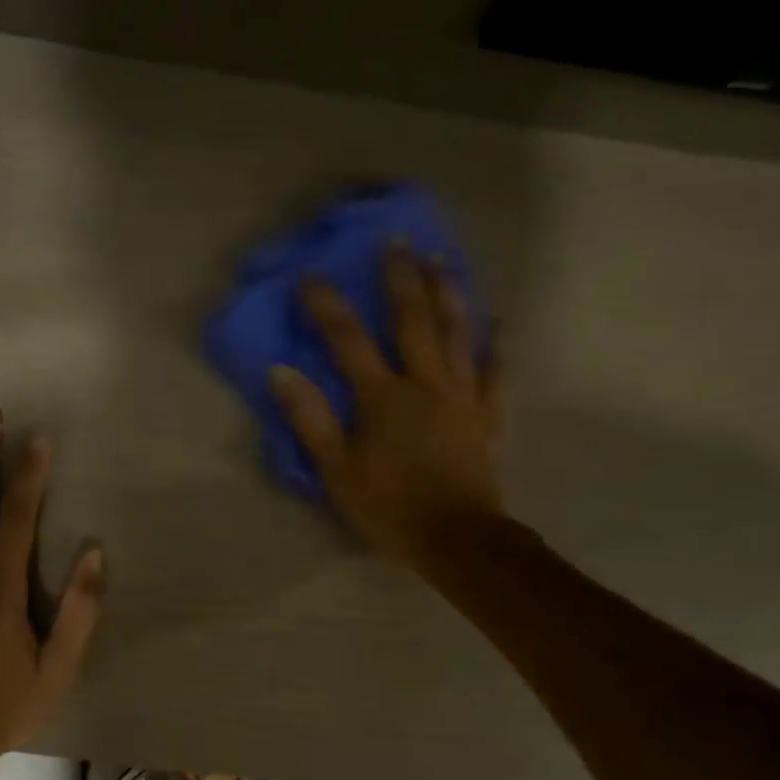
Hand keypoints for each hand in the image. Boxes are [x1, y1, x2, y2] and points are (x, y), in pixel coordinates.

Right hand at [268, 248, 505, 573]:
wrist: (455, 539)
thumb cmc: (389, 507)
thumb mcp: (337, 470)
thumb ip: (310, 419)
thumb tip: (281, 372)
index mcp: (383, 397)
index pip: (348, 340)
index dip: (327, 306)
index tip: (310, 276)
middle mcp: (426, 383)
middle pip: (414, 320)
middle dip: (402, 278)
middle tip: (398, 240)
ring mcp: (462, 396)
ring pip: (459, 334)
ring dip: (449, 293)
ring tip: (443, 260)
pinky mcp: (487, 416)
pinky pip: (496, 373)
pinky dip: (498, 346)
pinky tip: (498, 322)